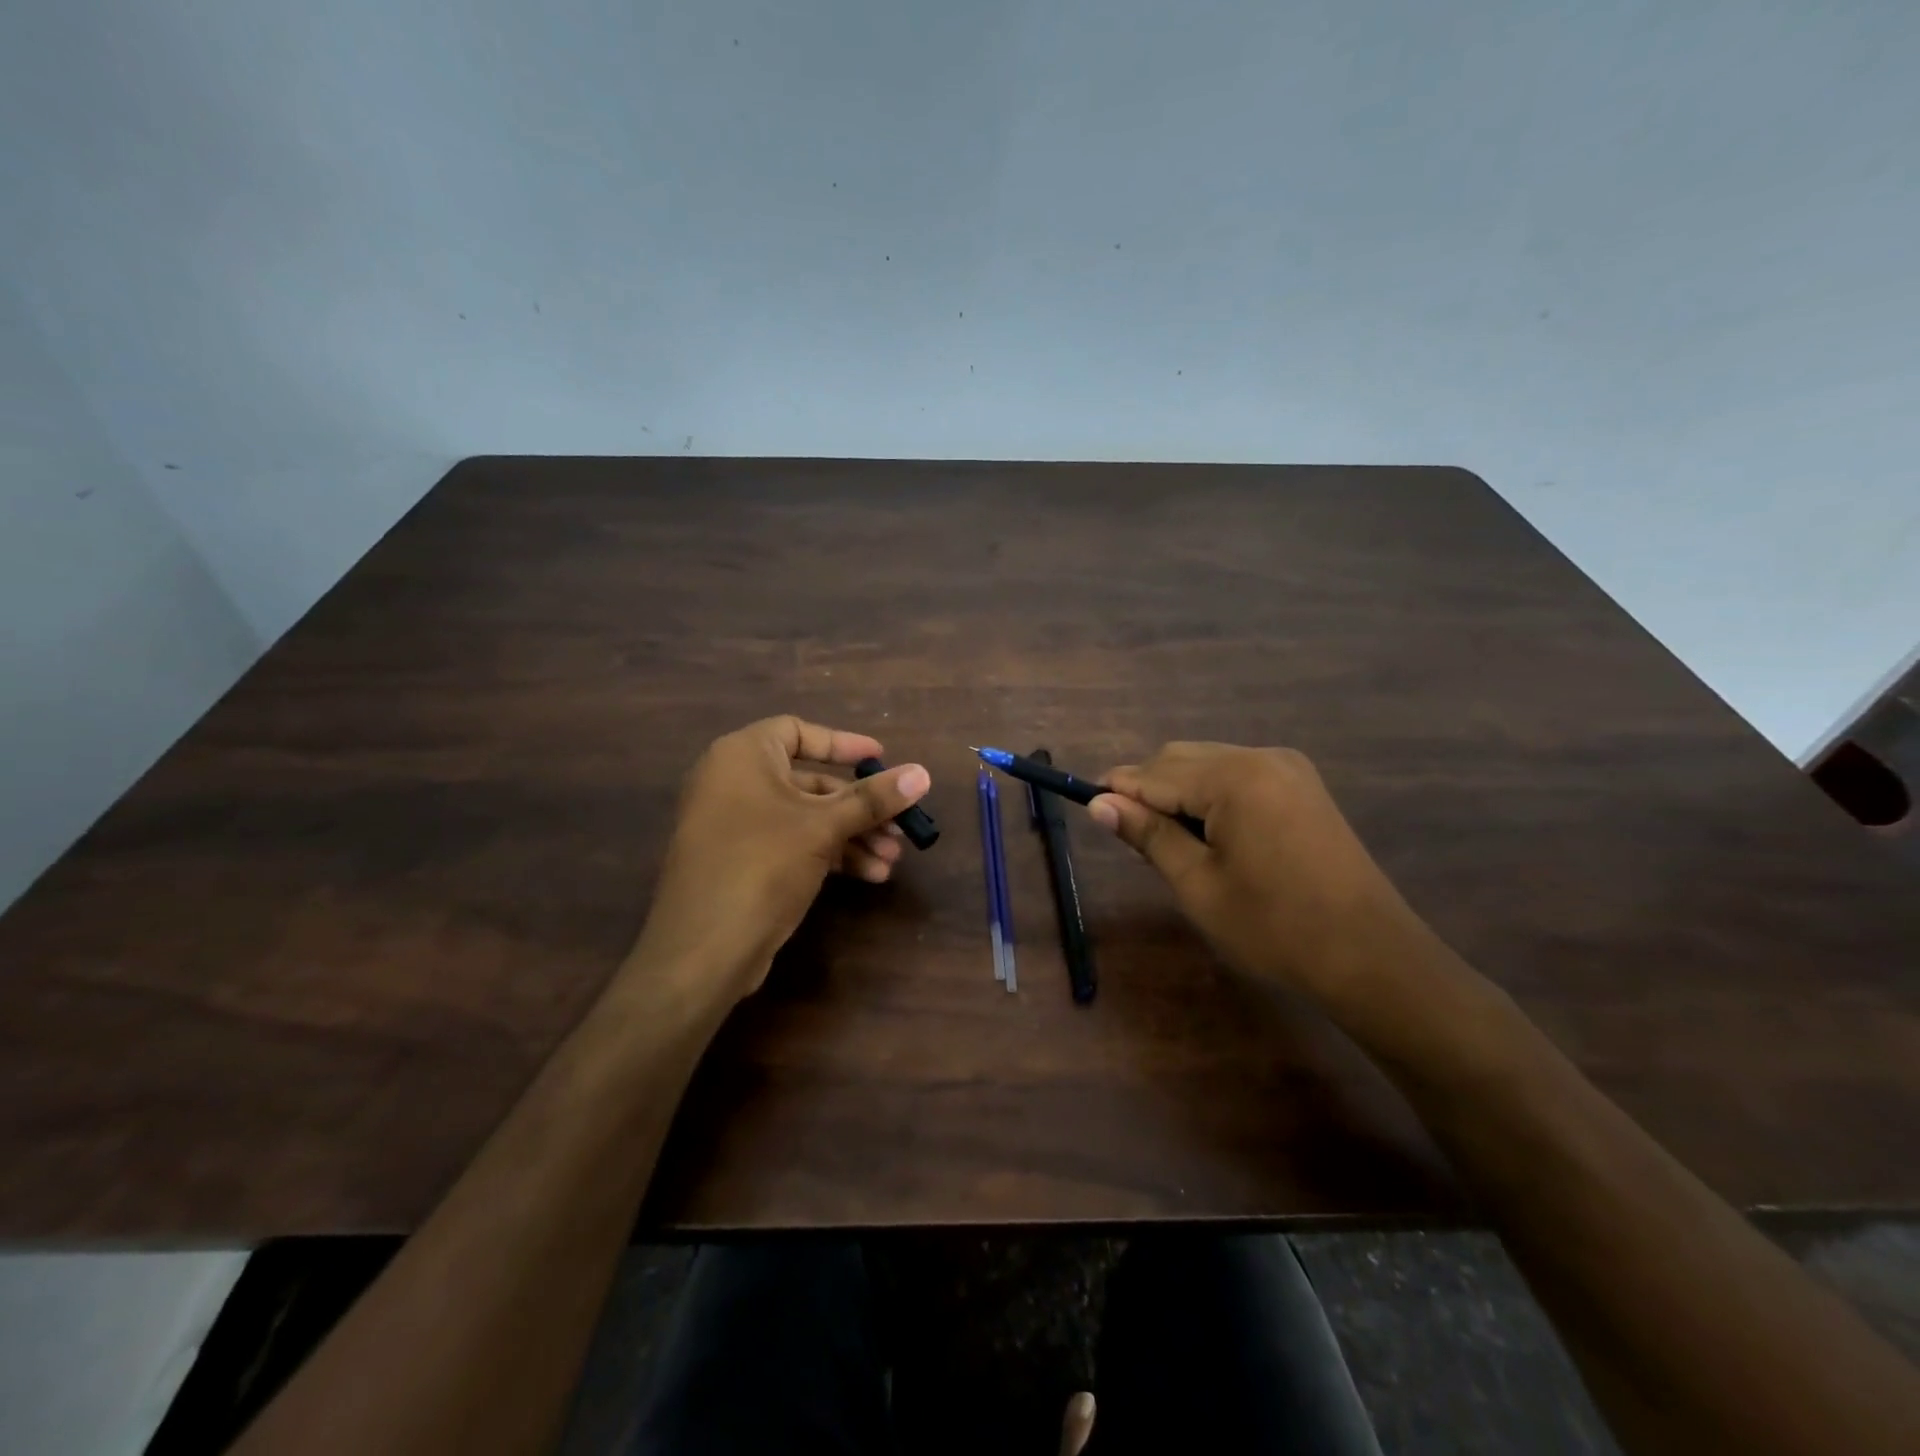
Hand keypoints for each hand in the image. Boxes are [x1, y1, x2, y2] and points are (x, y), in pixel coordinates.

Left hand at [628, 716, 930, 1001]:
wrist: (702, 950)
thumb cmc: (762, 865)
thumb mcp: (823, 827)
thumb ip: (873, 799)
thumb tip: (923, 774)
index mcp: (742, 756)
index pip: (798, 731)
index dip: (843, 743)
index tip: (881, 759)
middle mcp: (734, 783)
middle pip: (810, 781)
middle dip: (860, 806)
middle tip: (900, 825)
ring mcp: (736, 825)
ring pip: (806, 818)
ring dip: (852, 835)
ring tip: (892, 859)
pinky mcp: (742, 862)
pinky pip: (793, 844)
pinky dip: (830, 854)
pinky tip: (870, 875)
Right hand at [1088, 742, 1424, 1000]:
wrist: (1371, 957)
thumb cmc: (1274, 927)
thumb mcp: (1198, 884)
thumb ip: (1148, 834)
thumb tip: (1098, 804)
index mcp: (1234, 778)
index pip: (1154, 774)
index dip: (1118, 792)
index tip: (1091, 813)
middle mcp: (1261, 756)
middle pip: (1180, 759)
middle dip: (1149, 791)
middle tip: (1137, 842)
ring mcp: (1287, 768)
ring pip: (1208, 764)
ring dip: (1179, 793)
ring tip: (1174, 845)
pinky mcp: (1302, 785)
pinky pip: (1237, 775)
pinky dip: (1211, 796)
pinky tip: (1212, 835)